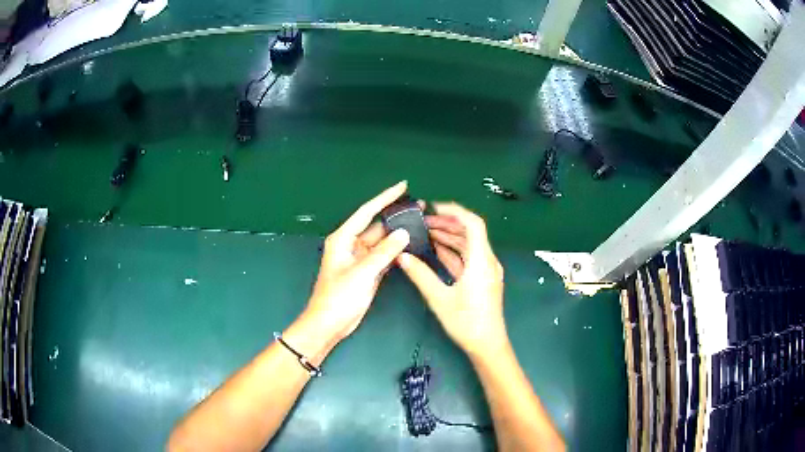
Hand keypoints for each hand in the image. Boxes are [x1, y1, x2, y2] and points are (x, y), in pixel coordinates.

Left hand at [305, 181, 410, 343]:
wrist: (330, 324)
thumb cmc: (338, 297)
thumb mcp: (361, 273)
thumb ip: (383, 252)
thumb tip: (403, 233)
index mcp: (343, 238)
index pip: (367, 212)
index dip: (385, 197)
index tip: (403, 185)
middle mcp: (352, 244)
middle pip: (377, 225)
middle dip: (396, 216)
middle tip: (419, 207)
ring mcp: (361, 258)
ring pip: (383, 241)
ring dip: (398, 234)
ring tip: (420, 223)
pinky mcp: (368, 271)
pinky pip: (385, 255)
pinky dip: (397, 250)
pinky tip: (411, 245)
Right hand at [398, 202, 506, 356]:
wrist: (487, 344)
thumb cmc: (466, 323)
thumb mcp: (440, 298)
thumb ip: (421, 275)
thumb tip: (403, 256)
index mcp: (481, 261)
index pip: (473, 224)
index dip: (454, 211)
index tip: (433, 207)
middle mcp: (487, 261)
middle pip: (470, 232)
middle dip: (447, 223)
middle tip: (423, 222)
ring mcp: (486, 270)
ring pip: (468, 245)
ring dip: (449, 237)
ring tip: (425, 233)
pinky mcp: (482, 279)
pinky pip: (468, 258)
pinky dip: (453, 252)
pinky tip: (436, 250)